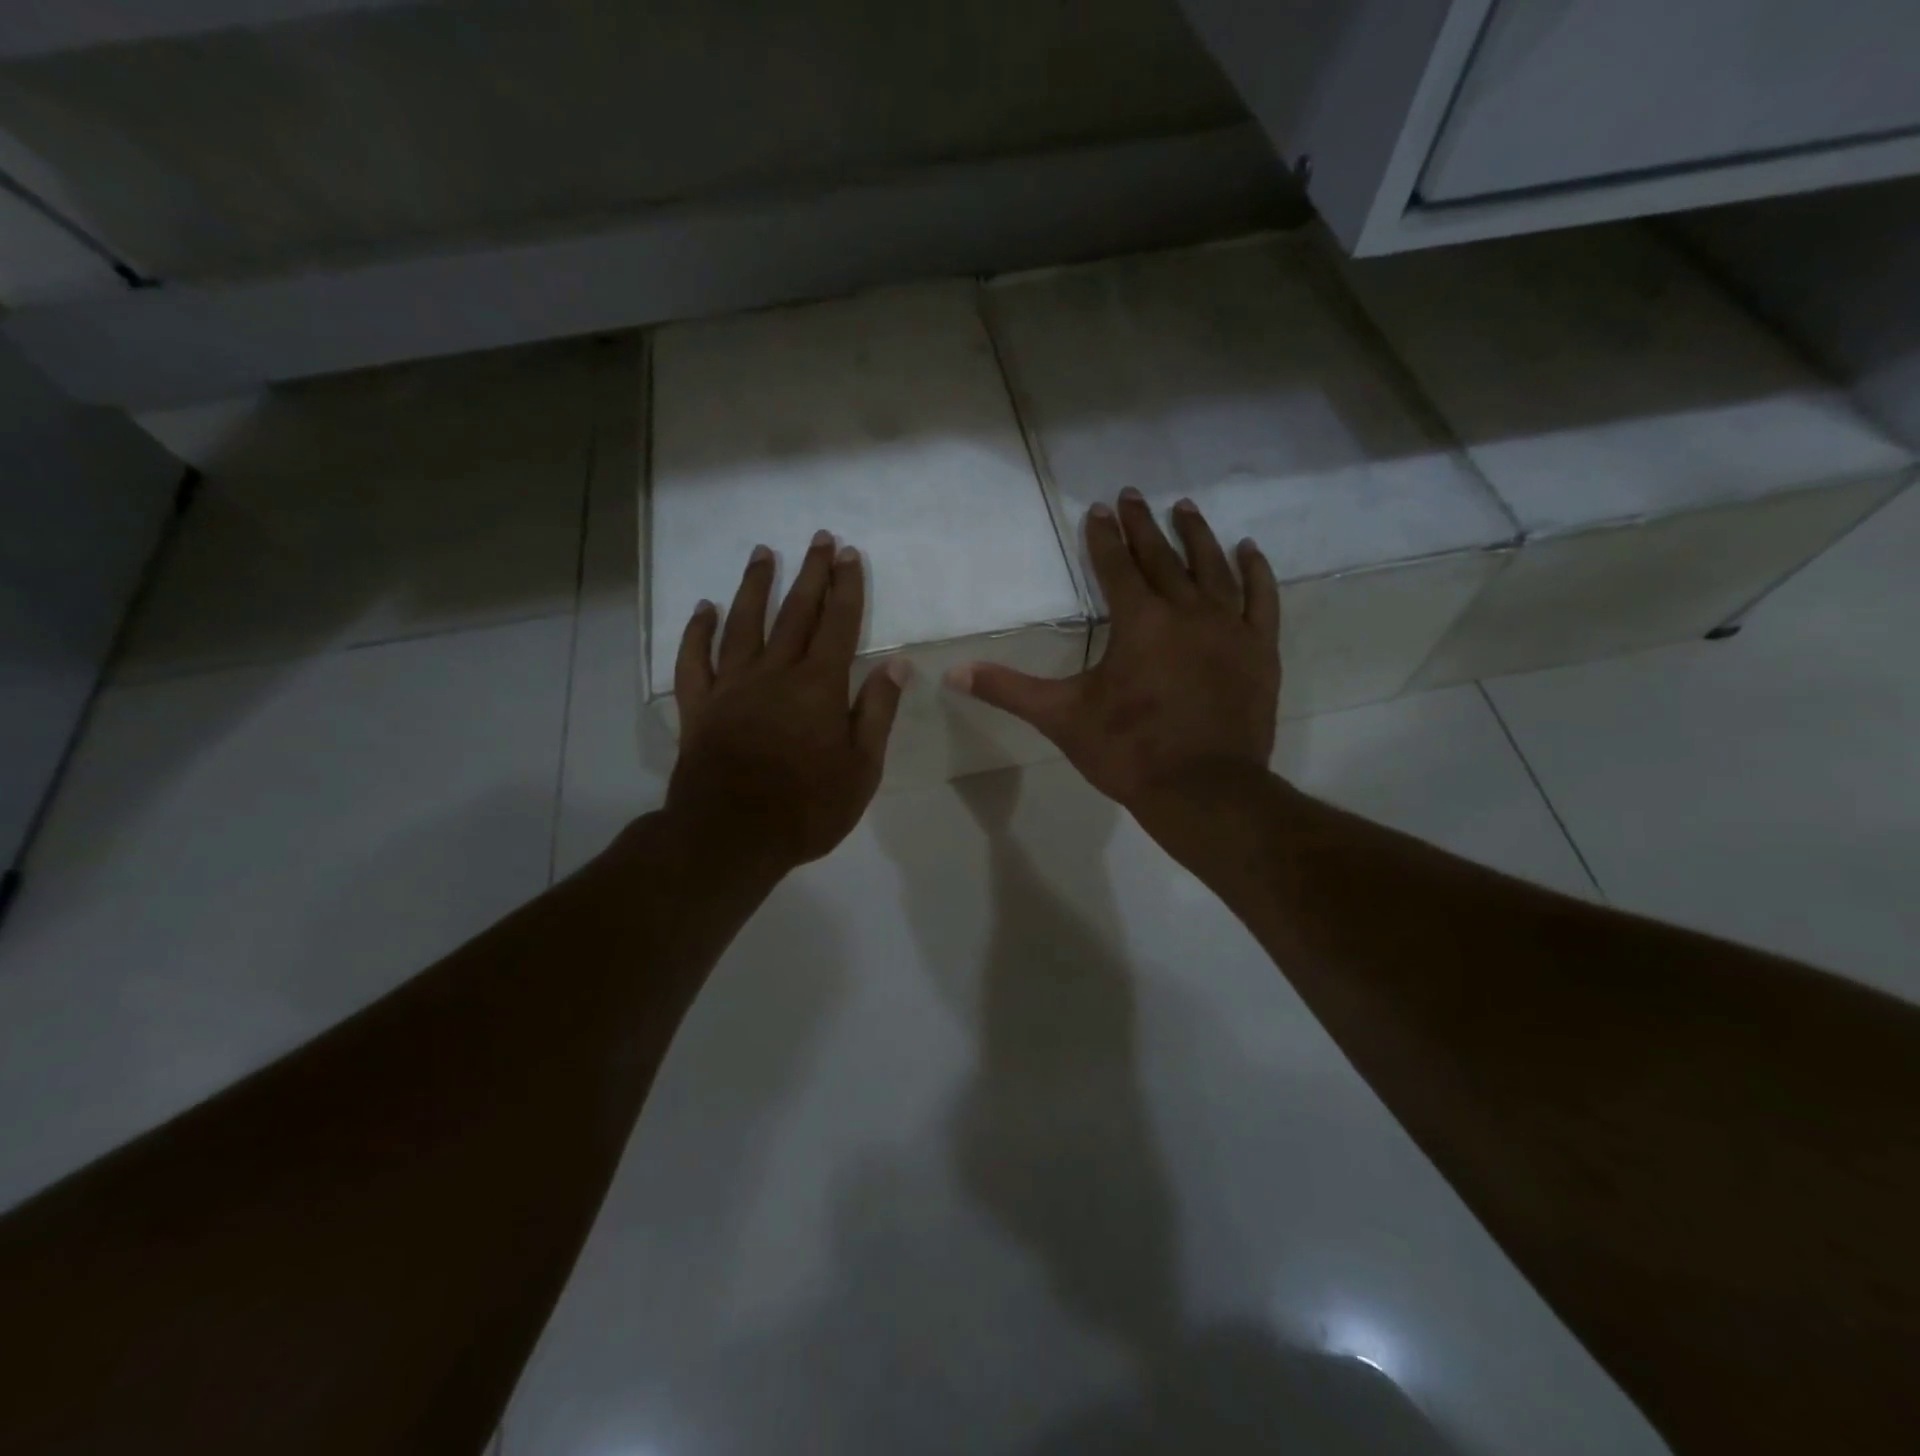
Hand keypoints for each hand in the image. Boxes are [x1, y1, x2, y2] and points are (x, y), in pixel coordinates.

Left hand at [668, 530, 907, 869]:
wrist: (730, 835)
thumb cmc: (807, 807)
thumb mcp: (862, 768)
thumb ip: (877, 712)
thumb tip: (895, 665)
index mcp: (819, 686)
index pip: (838, 624)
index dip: (847, 587)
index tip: (850, 554)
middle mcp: (775, 672)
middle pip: (796, 612)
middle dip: (811, 573)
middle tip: (819, 538)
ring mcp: (732, 685)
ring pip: (743, 623)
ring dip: (755, 585)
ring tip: (764, 553)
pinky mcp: (700, 705)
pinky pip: (694, 659)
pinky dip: (698, 631)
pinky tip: (704, 608)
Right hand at [948, 489, 1279, 828]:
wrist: (1203, 791)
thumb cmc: (1128, 751)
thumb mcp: (1061, 718)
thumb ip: (1008, 689)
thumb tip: (952, 673)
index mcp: (1139, 622)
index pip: (1116, 567)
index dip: (1104, 538)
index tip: (1099, 509)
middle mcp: (1186, 612)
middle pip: (1162, 558)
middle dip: (1143, 526)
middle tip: (1133, 495)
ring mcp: (1229, 629)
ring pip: (1213, 568)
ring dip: (1196, 536)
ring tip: (1184, 508)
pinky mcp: (1259, 651)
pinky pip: (1262, 599)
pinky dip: (1257, 572)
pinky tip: (1248, 551)